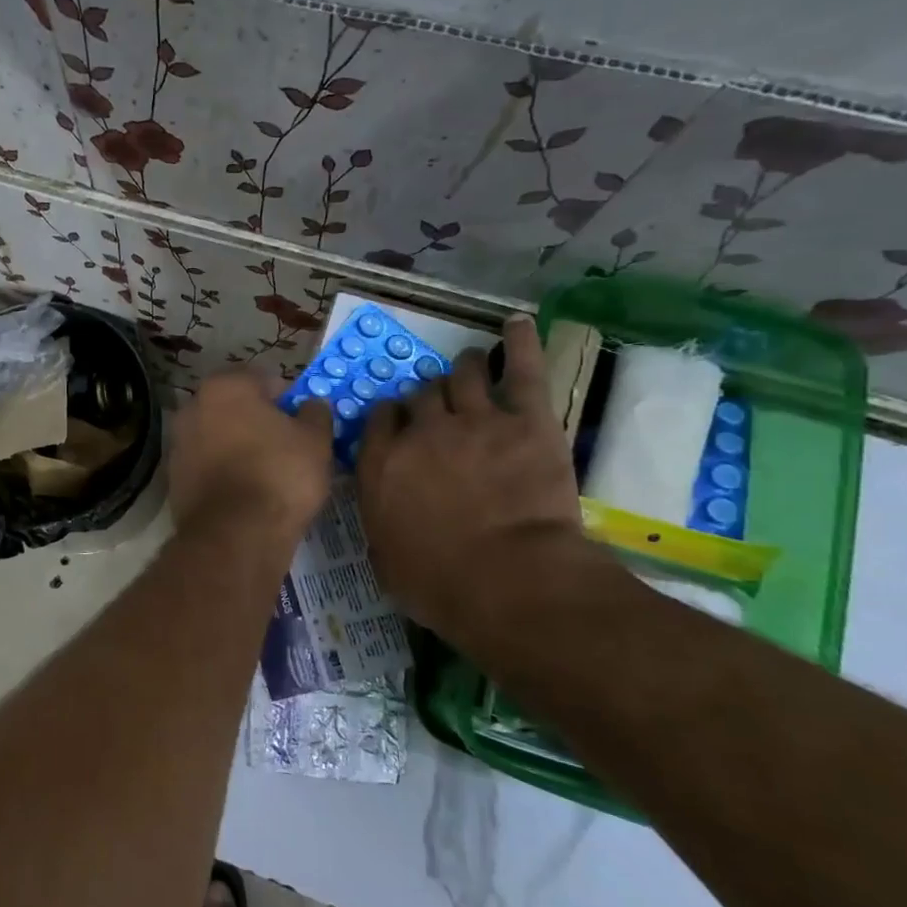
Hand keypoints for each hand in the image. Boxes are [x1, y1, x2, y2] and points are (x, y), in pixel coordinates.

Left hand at [170, 370, 333, 542]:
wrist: (236, 535)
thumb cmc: (280, 474)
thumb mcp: (316, 439)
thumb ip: (315, 413)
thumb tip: (310, 406)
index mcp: (225, 387)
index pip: (263, 379)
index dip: (288, 398)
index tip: (304, 421)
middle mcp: (193, 407)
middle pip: (235, 407)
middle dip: (259, 421)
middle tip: (287, 445)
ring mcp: (178, 444)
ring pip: (219, 437)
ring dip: (239, 447)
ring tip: (268, 472)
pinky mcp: (174, 479)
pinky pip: (208, 466)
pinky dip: (224, 472)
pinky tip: (247, 492)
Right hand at [355, 317, 585, 635]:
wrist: (508, 580)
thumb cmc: (438, 584)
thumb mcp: (386, 560)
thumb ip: (380, 522)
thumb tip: (383, 511)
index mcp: (381, 464)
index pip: (380, 420)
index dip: (391, 417)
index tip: (399, 422)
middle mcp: (420, 432)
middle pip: (420, 396)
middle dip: (427, 397)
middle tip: (440, 404)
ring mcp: (473, 420)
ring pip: (461, 375)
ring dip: (464, 368)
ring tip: (471, 364)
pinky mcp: (525, 420)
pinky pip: (522, 370)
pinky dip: (521, 343)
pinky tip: (517, 323)